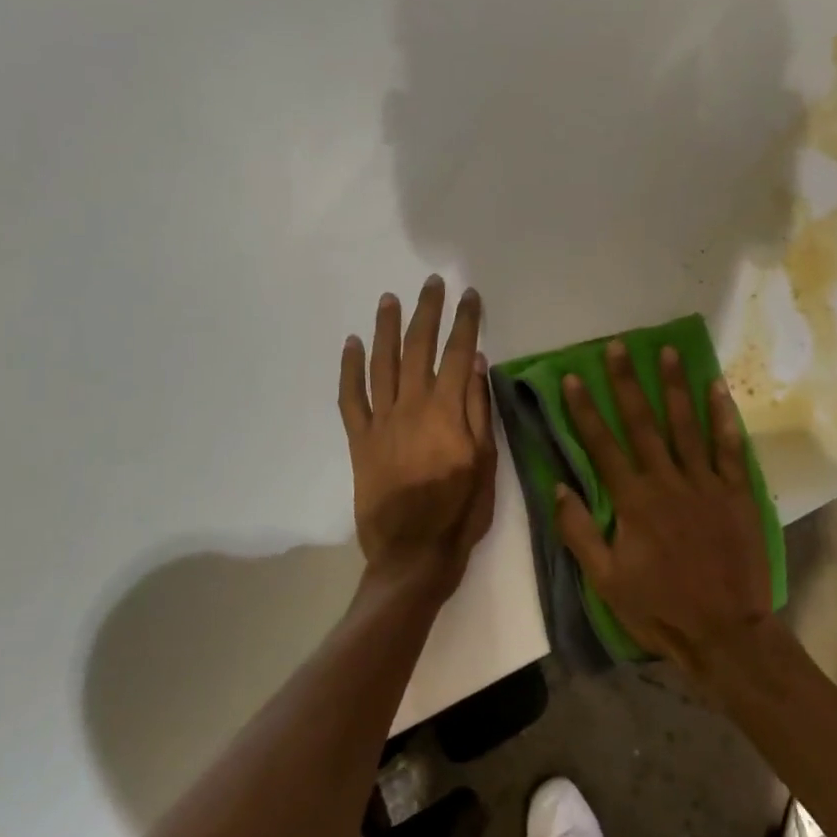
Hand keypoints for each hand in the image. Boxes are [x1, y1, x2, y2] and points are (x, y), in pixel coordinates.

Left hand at [338, 277, 496, 600]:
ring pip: (382, 362)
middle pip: (418, 347)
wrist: (413, 553)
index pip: (458, 352)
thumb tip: (477, 363)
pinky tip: (350, 344)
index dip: (465, 320)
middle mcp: (412, 405)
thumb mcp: (487, 462)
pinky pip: (350, 397)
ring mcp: (381, 421)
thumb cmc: (460, 511)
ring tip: (389, 298)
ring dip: (386, 327)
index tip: (469, 295)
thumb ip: (479, 410)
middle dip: (426, 311)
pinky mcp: (360, 439)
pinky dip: (349, 368)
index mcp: (447, 411)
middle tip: (431, 283)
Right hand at [555, 341, 772, 671]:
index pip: (602, 445)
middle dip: (627, 382)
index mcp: (634, 501)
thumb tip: (557, 487)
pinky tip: (717, 386)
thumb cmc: (661, 608)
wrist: (726, 632)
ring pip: (686, 424)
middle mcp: (667, 481)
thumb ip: (580, 532)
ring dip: (674, 385)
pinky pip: (730, 446)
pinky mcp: (736, 491)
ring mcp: (705, 483)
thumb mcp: (606, 581)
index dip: (585, 410)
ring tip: (667, 351)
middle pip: (643, 423)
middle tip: (618, 346)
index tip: (574, 377)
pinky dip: (723, 415)